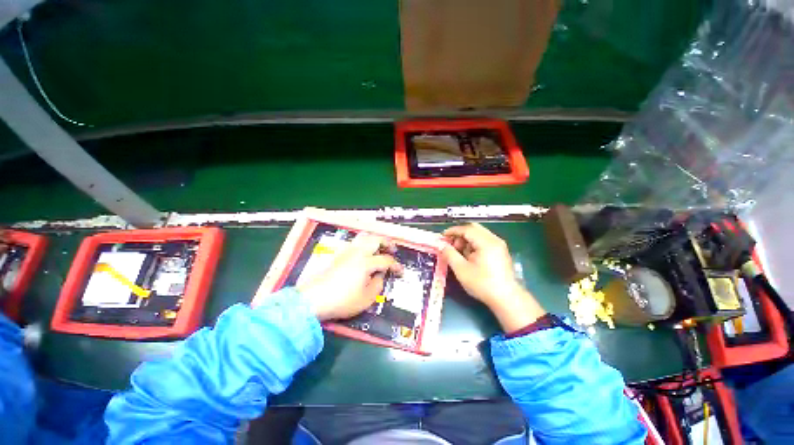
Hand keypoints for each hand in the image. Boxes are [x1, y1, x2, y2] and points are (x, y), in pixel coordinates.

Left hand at [298, 234, 402, 320]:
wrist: (313, 299)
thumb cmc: (342, 300)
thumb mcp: (366, 299)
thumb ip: (377, 285)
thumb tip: (379, 276)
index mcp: (366, 262)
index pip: (386, 260)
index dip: (396, 265)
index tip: (400, 271)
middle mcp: (357, 252)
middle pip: (375, 239)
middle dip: (387, 242)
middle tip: (392, 249)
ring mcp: (346, 252)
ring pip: (363, 237)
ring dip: (374, 239)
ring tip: (379, 247)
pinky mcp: (338, 255)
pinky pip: (355, 242)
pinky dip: (364, 243)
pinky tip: (364, 252)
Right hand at [442, 223, 545, 332]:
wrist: (506, 299)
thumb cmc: (482, 284)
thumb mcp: (461, 269)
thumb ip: (449, 254)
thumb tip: (441, 245)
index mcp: (486, 242)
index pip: (466, 229)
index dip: (453, 231)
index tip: (442, 237)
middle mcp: (494, 240)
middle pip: (474, 229)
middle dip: (460, 235)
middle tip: (451, 245)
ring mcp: (499, 245)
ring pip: (479, 234)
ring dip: (467, 240)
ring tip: (459, 253)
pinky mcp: (501, 251)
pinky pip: (485, 241)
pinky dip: (474, 244)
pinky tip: (470, 257)